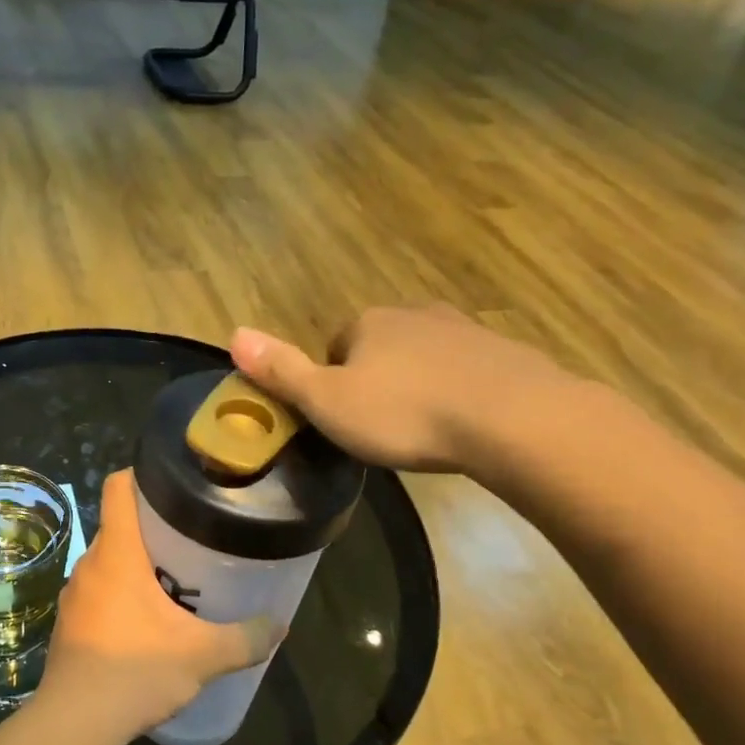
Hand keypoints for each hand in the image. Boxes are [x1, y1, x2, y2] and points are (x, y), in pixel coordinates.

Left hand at [40, 471, 280, 739]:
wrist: (74, 724)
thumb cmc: (136, 671)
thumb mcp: (202, 656)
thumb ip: (245, 638)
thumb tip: (280, 625)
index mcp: (117, 553)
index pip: (119, 487)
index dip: (142, 474)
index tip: (173, 481)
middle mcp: (89, 564)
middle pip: (118, 524)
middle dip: (152, 526)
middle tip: (191, 538)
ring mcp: (74, 595)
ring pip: (108, 561)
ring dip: (136, 564)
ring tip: (174, 579)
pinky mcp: (68, 624)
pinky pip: (97, 592)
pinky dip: (120, 594)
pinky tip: (145, 622)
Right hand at [230, 304, 591, 476]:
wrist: (511, 418)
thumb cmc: (404, 413)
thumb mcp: (328, 401)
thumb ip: (281, 370)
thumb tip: (233, 333)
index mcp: (367, 323)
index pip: (335, 347)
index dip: (333, 383)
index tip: (343, 420)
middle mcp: (413, 314)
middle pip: (379, 348)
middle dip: (376, 381)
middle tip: (381, 429)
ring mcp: (462, 329)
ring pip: (423, 357)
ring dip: (417, 385)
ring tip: (422, 430)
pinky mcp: (502, 352)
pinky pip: (465, 371)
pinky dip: (457, 392)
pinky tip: (462, 425)